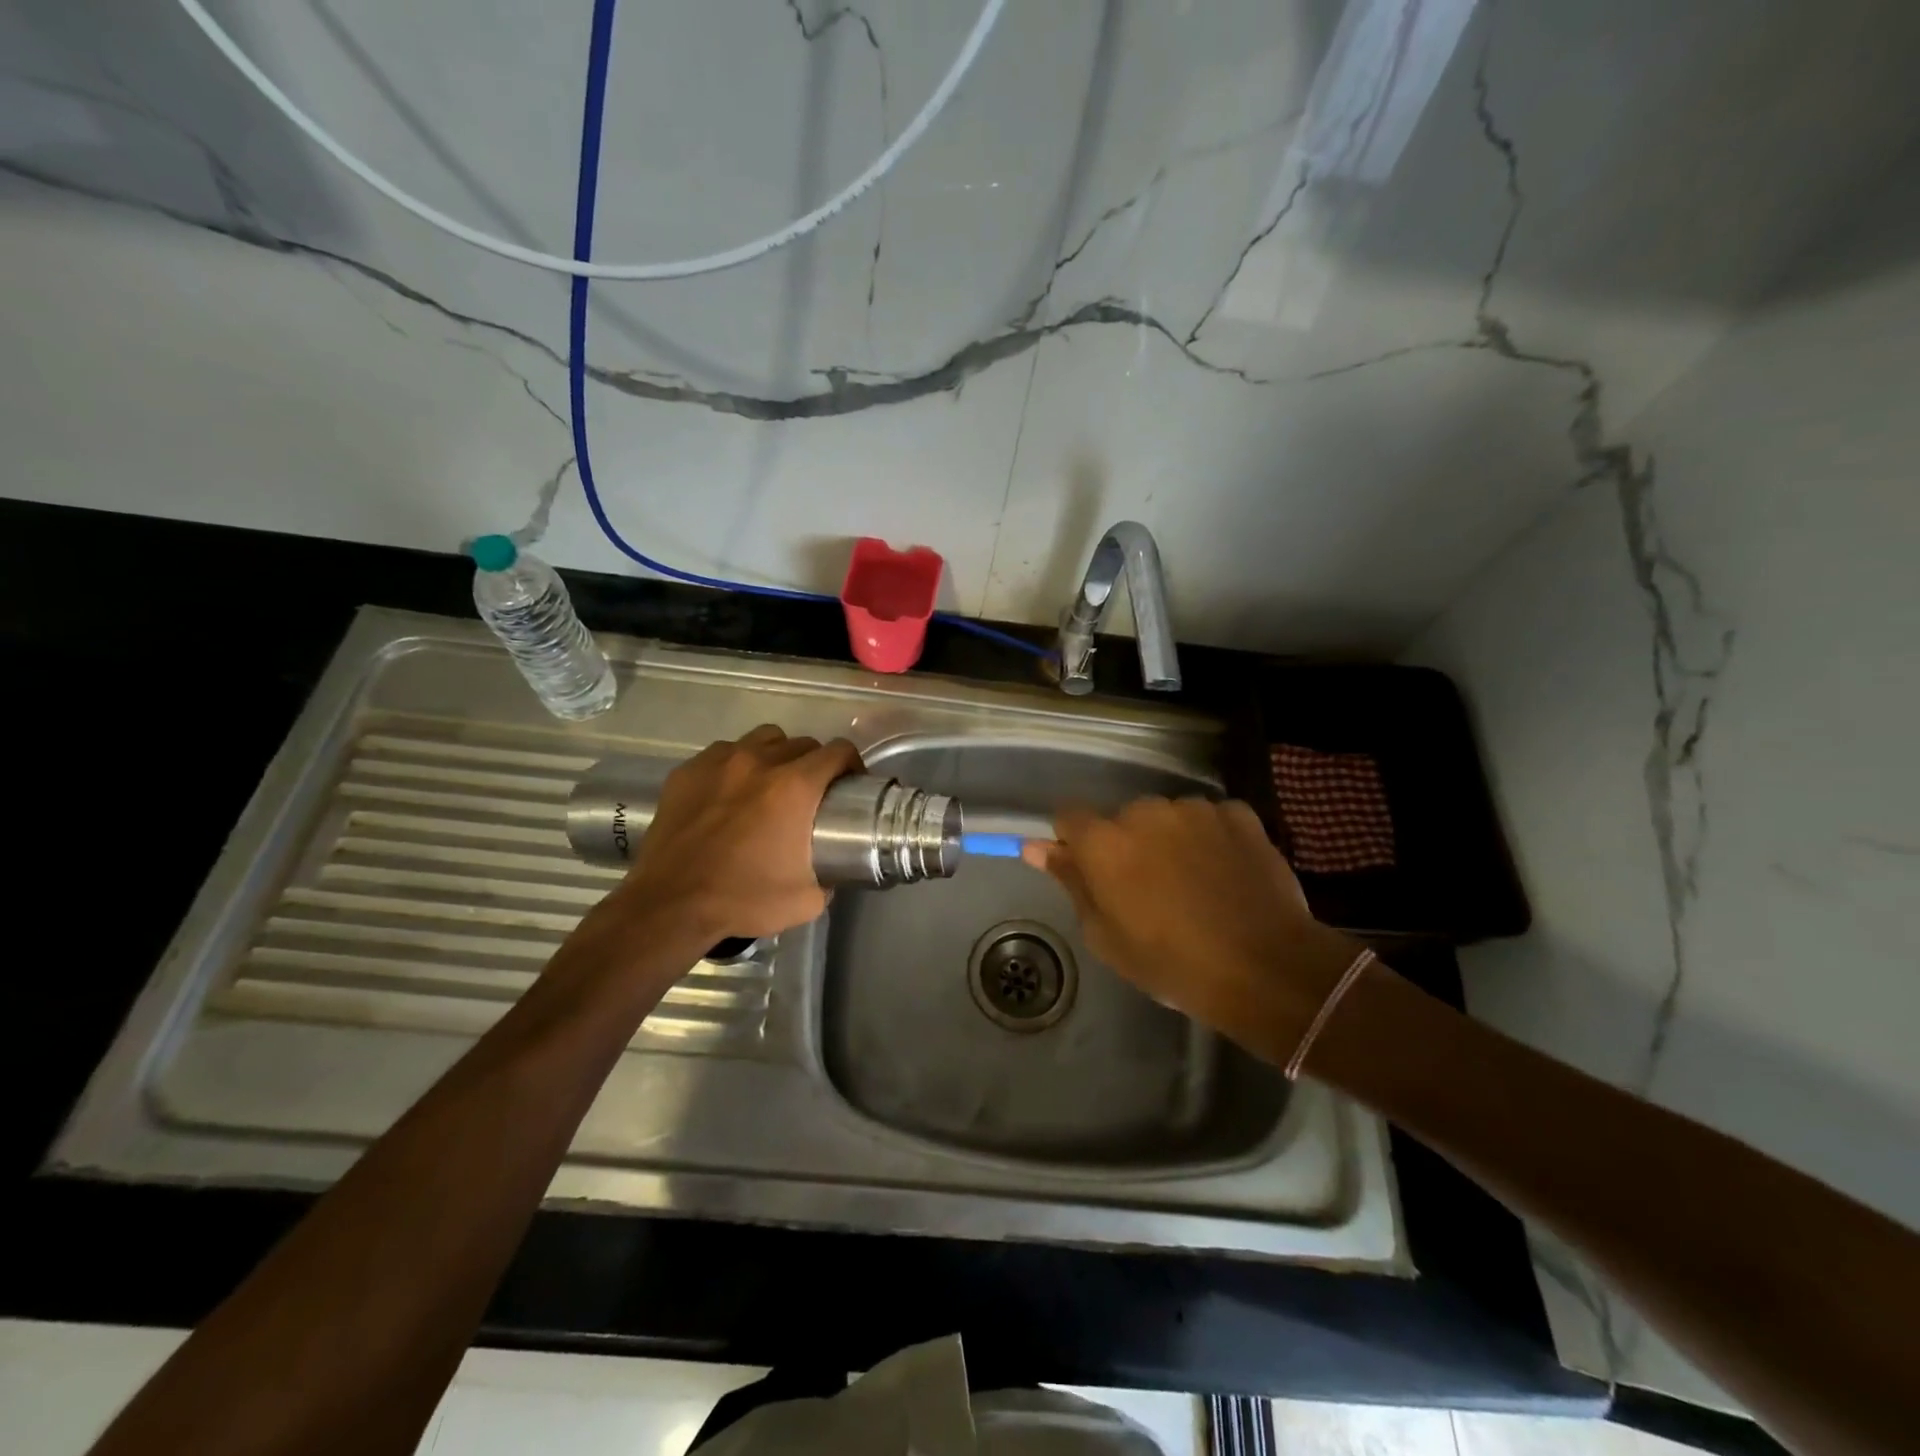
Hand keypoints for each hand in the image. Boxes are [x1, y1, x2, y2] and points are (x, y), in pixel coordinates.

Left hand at [612, 725, 861, 942]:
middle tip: (811, 792)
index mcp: (794, 787)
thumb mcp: (807, 900)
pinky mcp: (687, 771)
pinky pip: (724, 753)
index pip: (837, 752)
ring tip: (771, 784)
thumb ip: (829, 877)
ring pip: (762, 739)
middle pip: (801, 743)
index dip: (851, 763)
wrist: (670, 905)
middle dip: (814, 762)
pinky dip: (736, 765)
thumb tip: (832, 870)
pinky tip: (730, 793)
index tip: (850, 783)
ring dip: (776, 755)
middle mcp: (759, 762)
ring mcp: (719, 762)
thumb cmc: (743, 899)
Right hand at [1022, 798, 1355, 1044]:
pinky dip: (1211, 839)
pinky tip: (1226, 875)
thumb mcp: (1106, 936)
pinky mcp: (1238, 813)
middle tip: (1150, 891)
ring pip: (1168, 817)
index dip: (1076, 842)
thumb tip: (1034, 846)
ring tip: (1194, 885)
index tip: (1091, 872)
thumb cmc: (1173, 963)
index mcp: (1104, 842)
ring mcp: (1195, 809)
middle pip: (1122, 819)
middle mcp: (1145, 811)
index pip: (1068, 817)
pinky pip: (1210, 819)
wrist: (1266, 968)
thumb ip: (1070, 882)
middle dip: (1128, 845)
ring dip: (1171, 840)